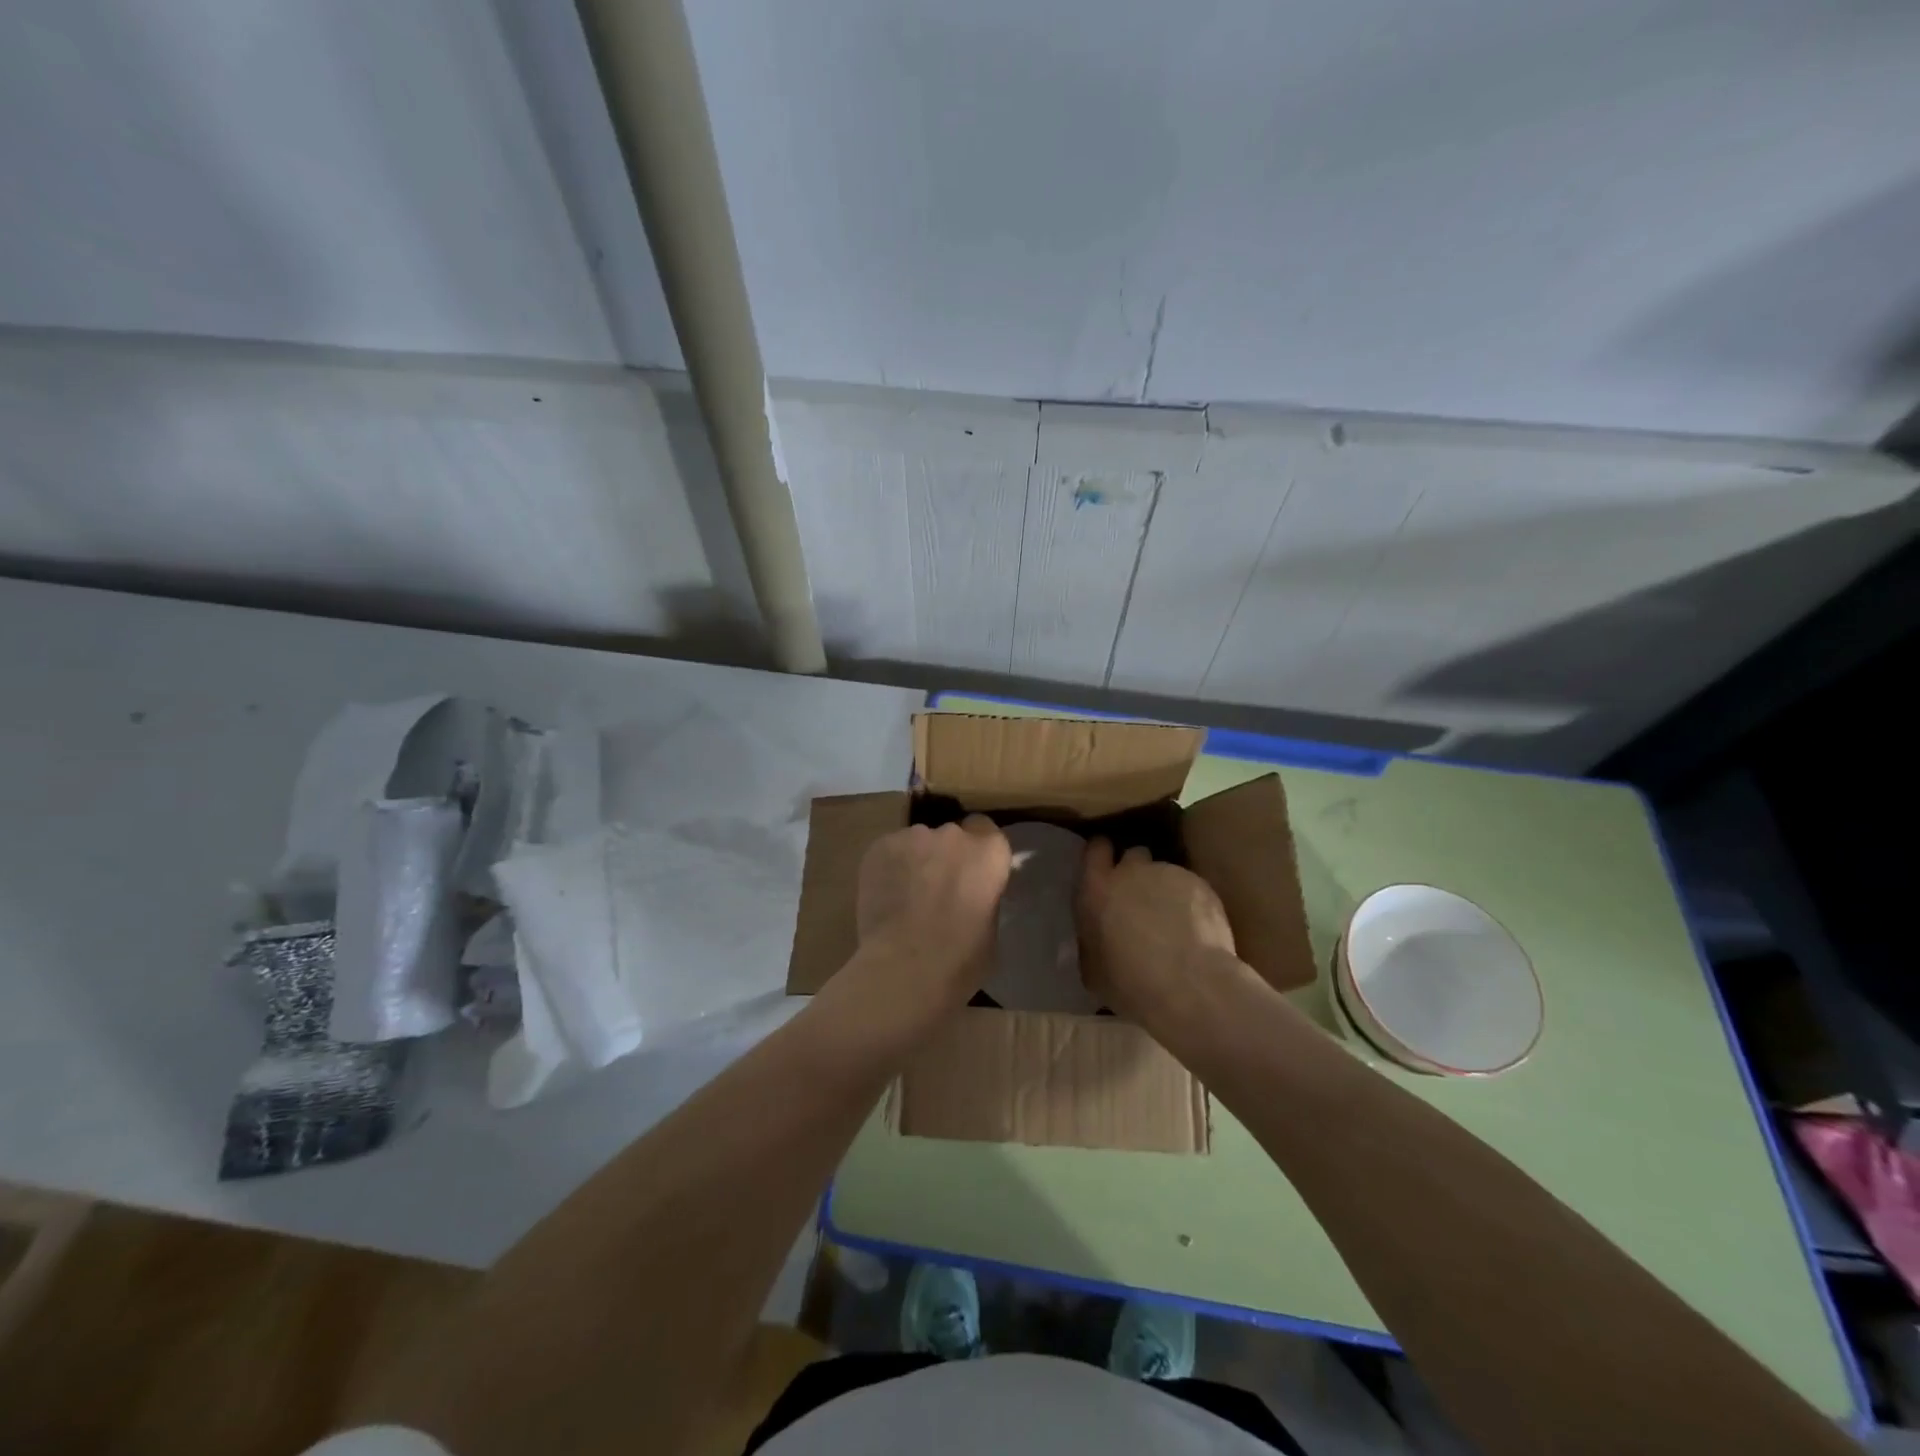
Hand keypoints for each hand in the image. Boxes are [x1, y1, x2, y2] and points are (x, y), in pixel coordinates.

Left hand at [850, 816, 1011, 1021]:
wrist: (906, 967)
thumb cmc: (961, 959)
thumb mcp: (991, 925)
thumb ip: (983, 895)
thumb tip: (970, 894)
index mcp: (989, 851)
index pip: (986, 830)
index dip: (977, 851)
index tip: (970, 872)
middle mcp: (953, 835)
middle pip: (951, 836)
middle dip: (945, 856)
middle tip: (937, 889)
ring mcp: (913, 836)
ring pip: (917, 843)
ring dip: (916, 861)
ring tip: (906, 897)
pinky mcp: (879, 846)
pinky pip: (889, 852)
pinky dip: (889, 868)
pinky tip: (885, 897)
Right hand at [1077, 839, 1237, 1027]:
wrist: (1190, 985)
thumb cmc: (1131, 982)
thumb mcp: (1093, 969)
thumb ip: (1092, 940)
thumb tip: (1099, 937)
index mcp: (1097, 889)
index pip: (1095, 849)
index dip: (1101, 855)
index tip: (1105, 868)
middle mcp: (1132, 871)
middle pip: (1133, 854)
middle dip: (1135, 871)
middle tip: (1139, 900)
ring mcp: (1169, 874)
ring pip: (1164, 873)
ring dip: (1164, 890)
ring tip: (1173, 923)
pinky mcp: (1201, 885)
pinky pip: (1190, 888)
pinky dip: (1190, 903)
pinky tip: (1196, 931)